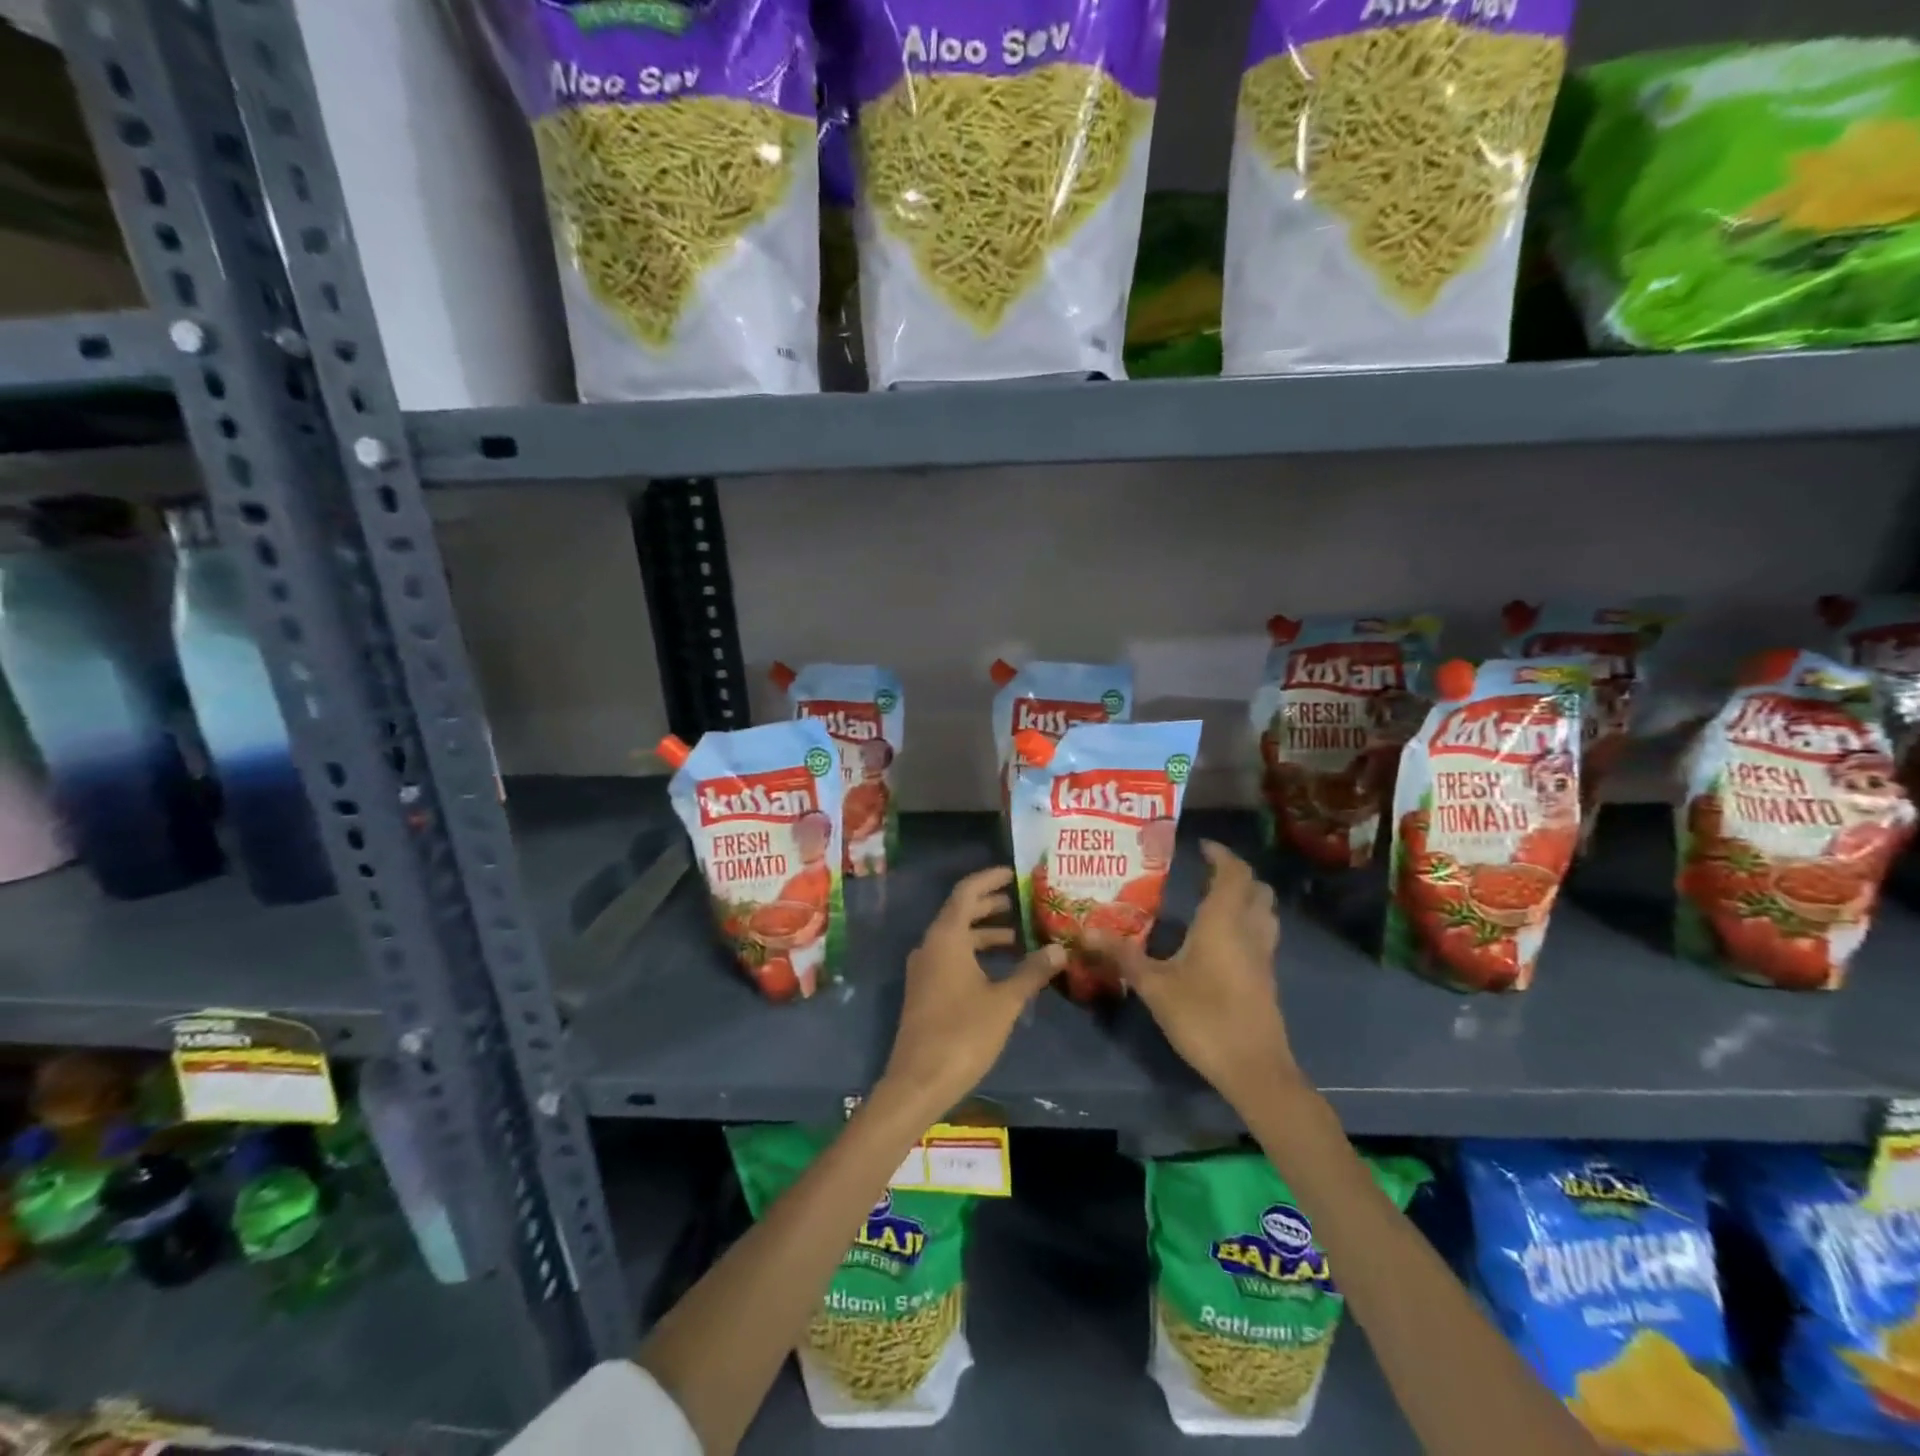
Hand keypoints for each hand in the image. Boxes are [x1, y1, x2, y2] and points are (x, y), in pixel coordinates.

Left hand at [877, 867, 1062, 1119]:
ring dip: (984, 932)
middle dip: (989, 905)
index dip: (989, 879)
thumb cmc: (963, 1034)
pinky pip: (951, 957)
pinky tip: (1000, 969)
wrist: (918, 1081)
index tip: (1013, 873)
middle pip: (960, 912)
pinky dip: (975, 953)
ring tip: (1018, 936)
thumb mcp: (1004, 1001)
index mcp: (946, 938)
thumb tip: (1059, 949)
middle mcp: (930, 946)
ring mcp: (925, 969)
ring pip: (956, 937)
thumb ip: (1031, 972)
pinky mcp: (925, 990)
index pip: (966, 892)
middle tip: (1021, 902)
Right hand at [1085, 841, 1299, 1110]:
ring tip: (1213, 900)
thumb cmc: (1203, 1018)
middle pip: (1257, 888)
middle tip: (1205, 871)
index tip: (1201, 846)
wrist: (1254, 1070)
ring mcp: (1263, 956)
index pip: (1233, 872)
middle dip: (1235, 873)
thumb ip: (1122, 955)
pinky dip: (1246, 923)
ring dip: (1246, 897)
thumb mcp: (1154, 986)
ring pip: (1264, 912)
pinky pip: (1261, 934)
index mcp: (1223, 922)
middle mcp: (1249, 931)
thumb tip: (1084, 930)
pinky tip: (1219, 940)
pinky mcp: (1266, 978)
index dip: (1221, 854)